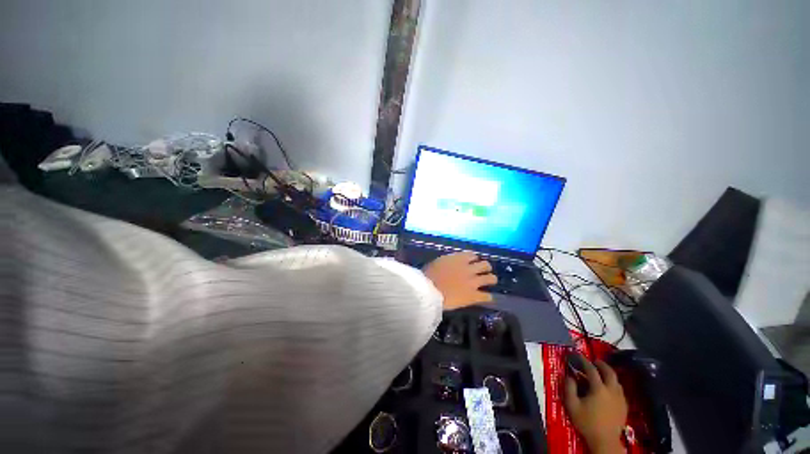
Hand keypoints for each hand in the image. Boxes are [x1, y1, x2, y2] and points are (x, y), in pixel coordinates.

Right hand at [423, 252, 496, 309]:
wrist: (429, 291)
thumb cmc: (428, 276)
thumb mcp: (437, 263)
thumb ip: (448, 262)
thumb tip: (451, 264)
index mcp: (459, 259)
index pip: (473, 255)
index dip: (473, 259)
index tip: (471, 263)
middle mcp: (469, 268)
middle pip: (485, 265)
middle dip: (485, 268)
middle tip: (482, 272)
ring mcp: (473, 282)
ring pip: (491, 278)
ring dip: (490, 280)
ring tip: (488, 282)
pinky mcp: (473, 296)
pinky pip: (487, 296)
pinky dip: (487, 297)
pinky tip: (485, 298)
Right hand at [563, 360, 627, 453]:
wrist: (605, 440)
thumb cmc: (587, 422)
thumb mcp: (572, 405)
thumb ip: (569, 388)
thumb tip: (569, 376)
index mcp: (599, 389)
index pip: (591, 370)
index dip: (584, 361)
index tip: (578, 355)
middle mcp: (612, 390)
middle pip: (609, 372)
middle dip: (601, 364)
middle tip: (594, 361)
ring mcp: (620, 398)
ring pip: (617, 381)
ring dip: (608, 374)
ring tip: (601, 374)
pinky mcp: (624, 406)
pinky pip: (620, 390)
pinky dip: (613, 384)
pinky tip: (608, 388)